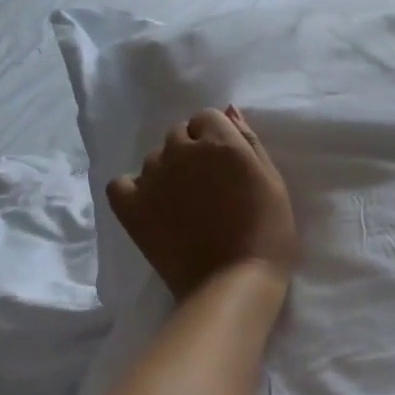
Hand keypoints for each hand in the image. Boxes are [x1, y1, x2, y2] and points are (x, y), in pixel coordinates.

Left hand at [107, 106, 296, 299]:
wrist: (234, 283)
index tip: (226, 166)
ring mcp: (153, 178)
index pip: (207, 117)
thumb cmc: (268, 234)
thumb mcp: (274, 183)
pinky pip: (121, 183)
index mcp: (221, 142)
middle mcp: (182, 151)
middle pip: (178, 134)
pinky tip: (151, 207)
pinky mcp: (131, 206)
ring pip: (154, 158)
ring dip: (167, 172)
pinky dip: (134, 190)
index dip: (216, 139)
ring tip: (183, 204)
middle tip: (207, 187)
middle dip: (191, 152)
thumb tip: (229, 110)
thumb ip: (250, 142)